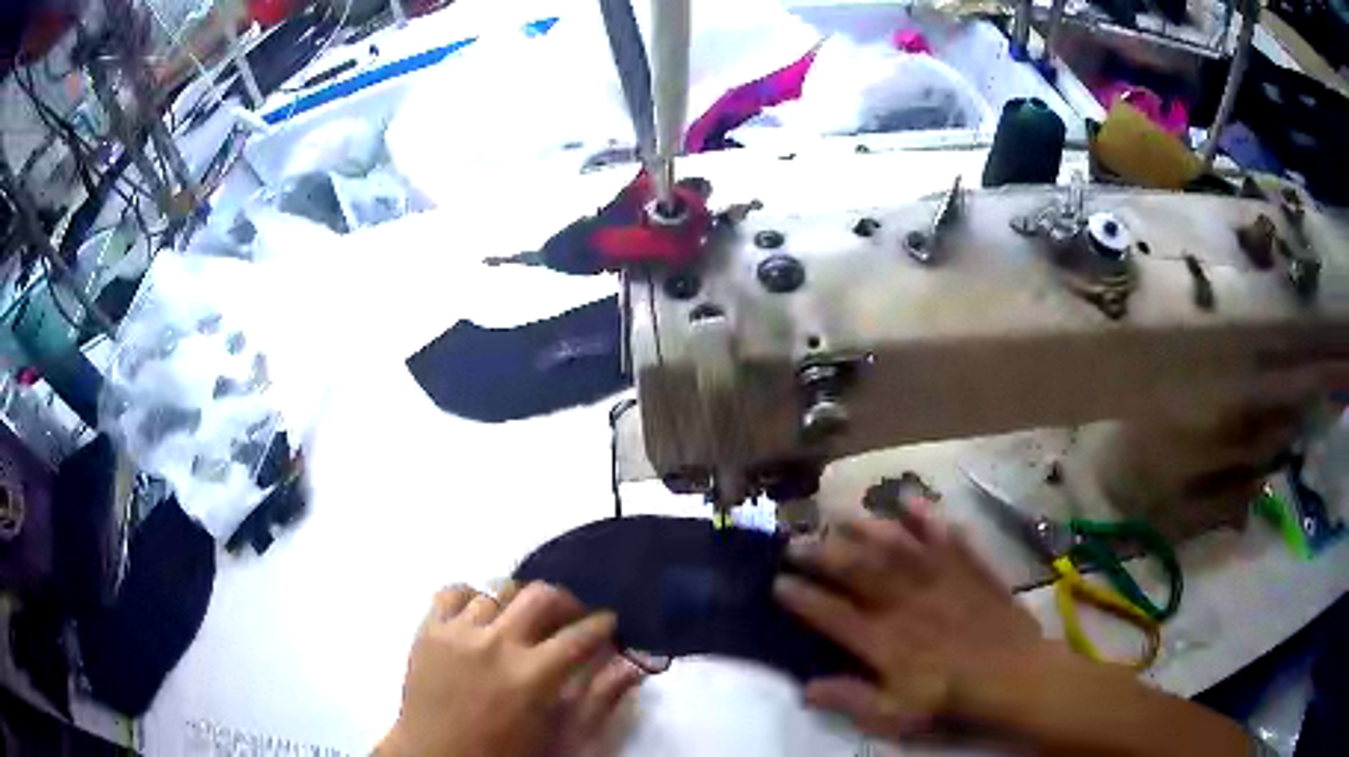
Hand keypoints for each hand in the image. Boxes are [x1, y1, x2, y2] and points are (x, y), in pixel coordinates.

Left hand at [380, 582, 642, 756]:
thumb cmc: (507, 754)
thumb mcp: (562, 738)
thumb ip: (599, 701)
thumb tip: (632, 666)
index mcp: (533, 676)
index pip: (581, 634)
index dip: (602, 625)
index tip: (608, 624)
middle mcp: (496, 644)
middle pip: (540, 596)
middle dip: (565, 601)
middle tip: (570, 617)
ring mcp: (458, 634)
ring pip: (497, 592)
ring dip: (518, 604)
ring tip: (522, 623)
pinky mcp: (428, 631)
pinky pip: (452, 592)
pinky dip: (471, 597)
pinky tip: (480, 616)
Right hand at [774, 502, 1047, 737]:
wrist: (1014, 677)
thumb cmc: (952, 701)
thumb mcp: (895, 716)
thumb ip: (851, 699)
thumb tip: (805, 688)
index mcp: (885, 640)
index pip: (833, 614)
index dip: (802, 597)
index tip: (777, 581)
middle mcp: (906, 602)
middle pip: (859, 571)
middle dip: (823, 553)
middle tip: (797, 538)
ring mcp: (940, 580)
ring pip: (897, 546)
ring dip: (867, 527)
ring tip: (842, 512)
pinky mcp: (969, 569)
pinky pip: (946, 537)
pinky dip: (929, 517)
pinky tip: (913, 499)